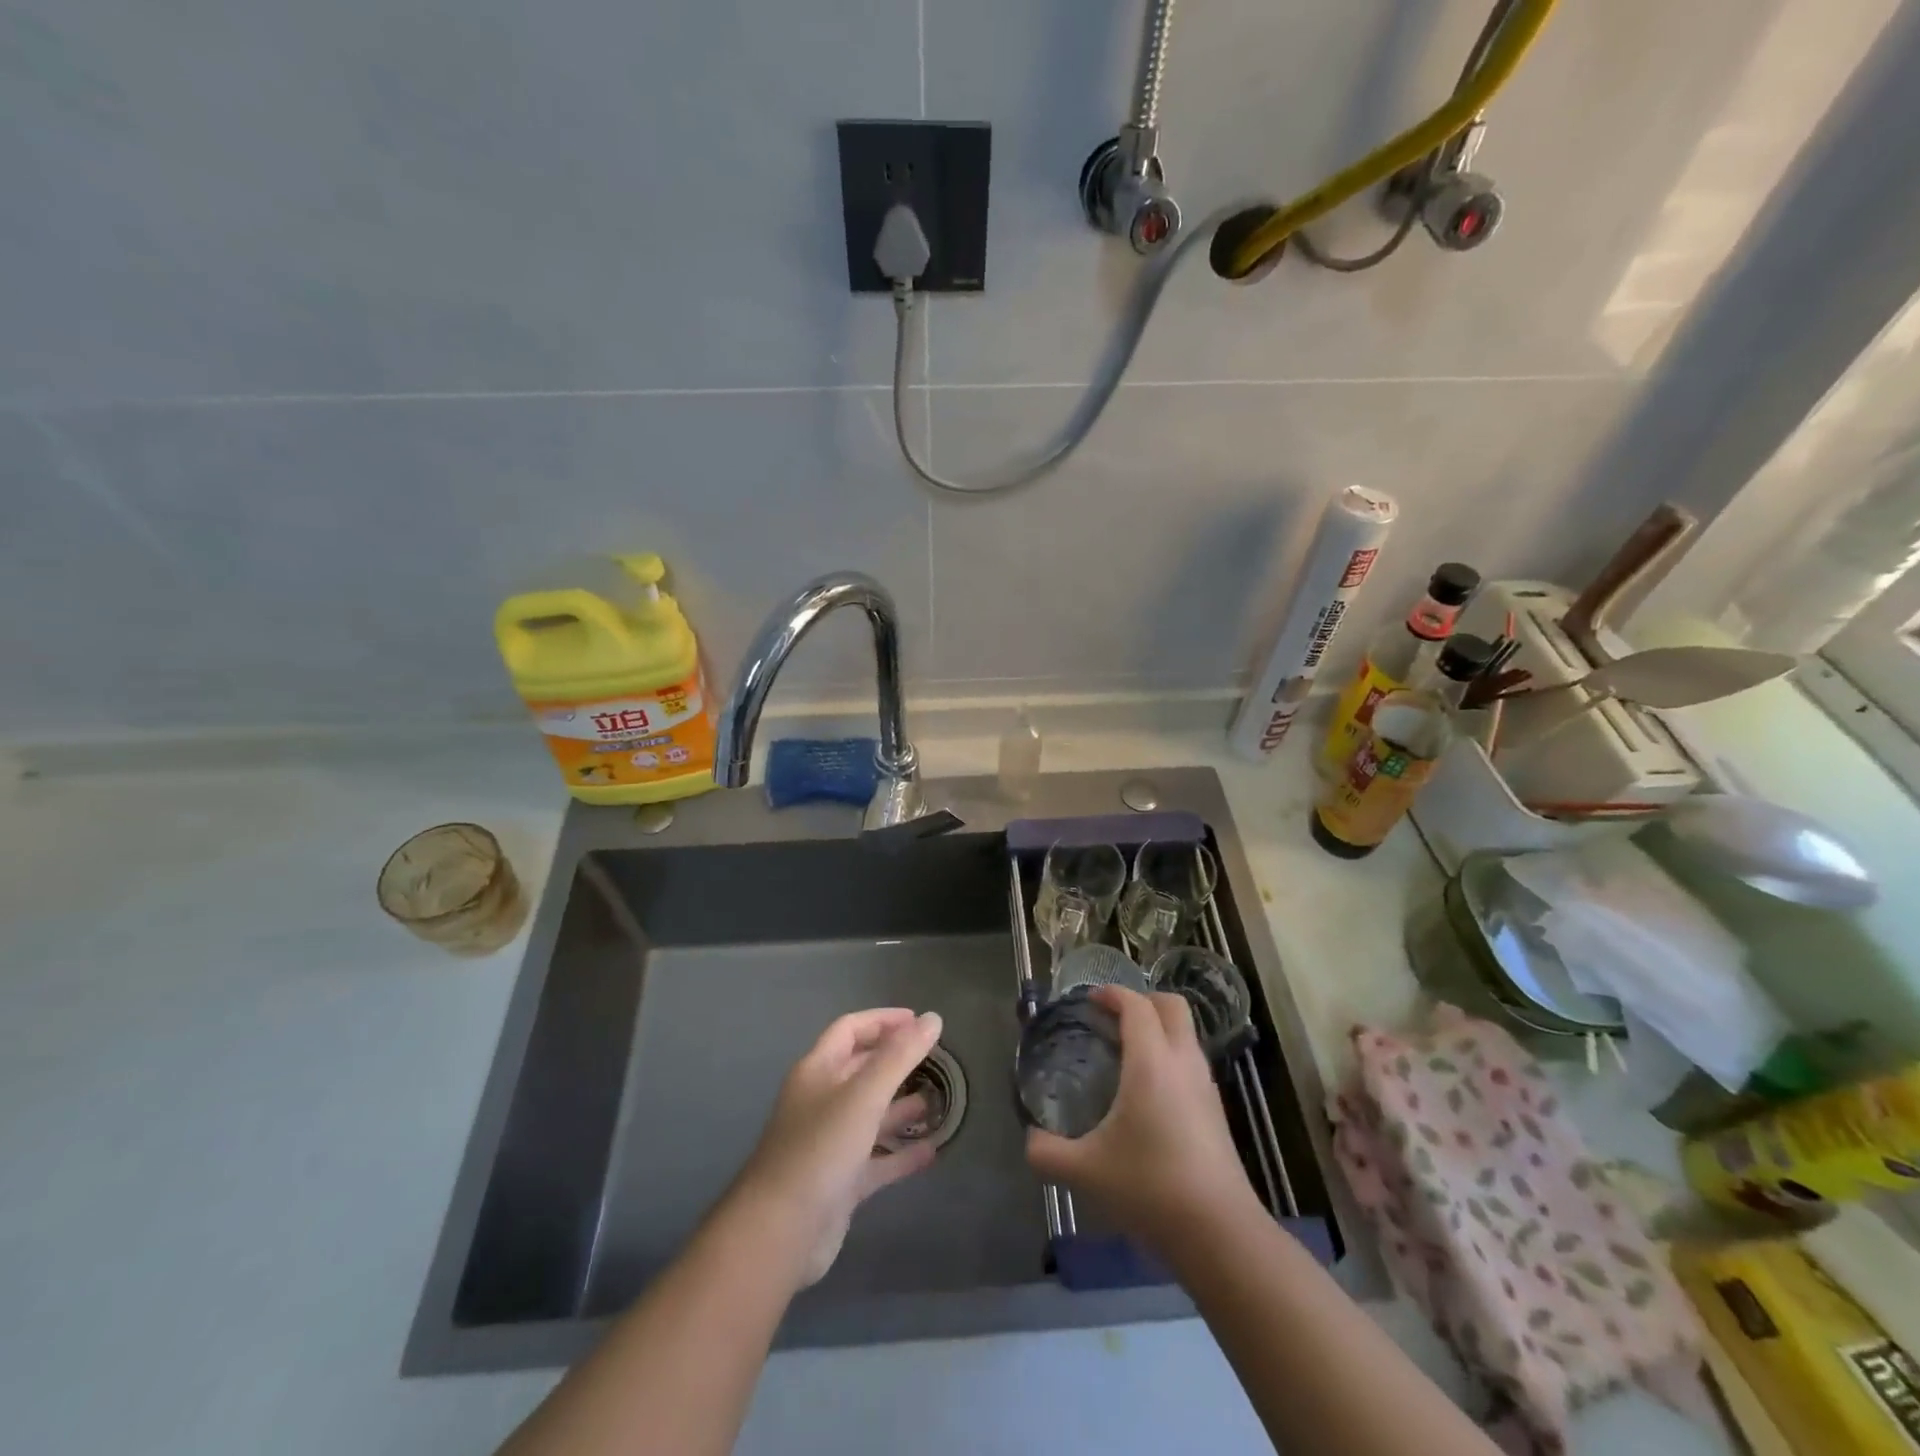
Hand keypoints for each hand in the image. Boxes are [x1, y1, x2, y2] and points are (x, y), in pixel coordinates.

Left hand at [732, 1008, 943, 1286]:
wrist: (780, 1233)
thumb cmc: (820, 1148)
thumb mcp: (864, 1095)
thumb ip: (900, 1056)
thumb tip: (933, 1018)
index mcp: (818, 1071)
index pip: (850, 1030)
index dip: (882, 1021)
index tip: (919, 1022)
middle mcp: (821, 1101)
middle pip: (861, 1070)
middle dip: (895, 1062)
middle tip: (935, 1060)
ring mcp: (830, 1143)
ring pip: (871, 1115)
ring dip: (901, 1107)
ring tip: (938, 1102)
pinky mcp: (840, 1183)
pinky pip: (876, 1160)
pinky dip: (901, 1154)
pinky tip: (932, 1151)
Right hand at [1026, 987, 1257, 1252]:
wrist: (1220, 1233)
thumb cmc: (1150, 1188)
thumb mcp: (1086, 1171)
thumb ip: (1048, 1152)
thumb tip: (1030, 1140)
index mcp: (1151, 1062)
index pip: (1137, 1006)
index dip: (1113, 994)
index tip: (1090, 1000)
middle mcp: (1182, 1063)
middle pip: (1172, 1006)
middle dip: (1143, 1001)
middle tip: (1113, 1017)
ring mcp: (1205, 1086)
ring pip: (1186, 1035)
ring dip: (1159, 1029)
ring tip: (1127, 1053)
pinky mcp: (1216, 1111)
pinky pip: (1192, 1062)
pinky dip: (1170, 1057)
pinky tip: (1149, 1092)